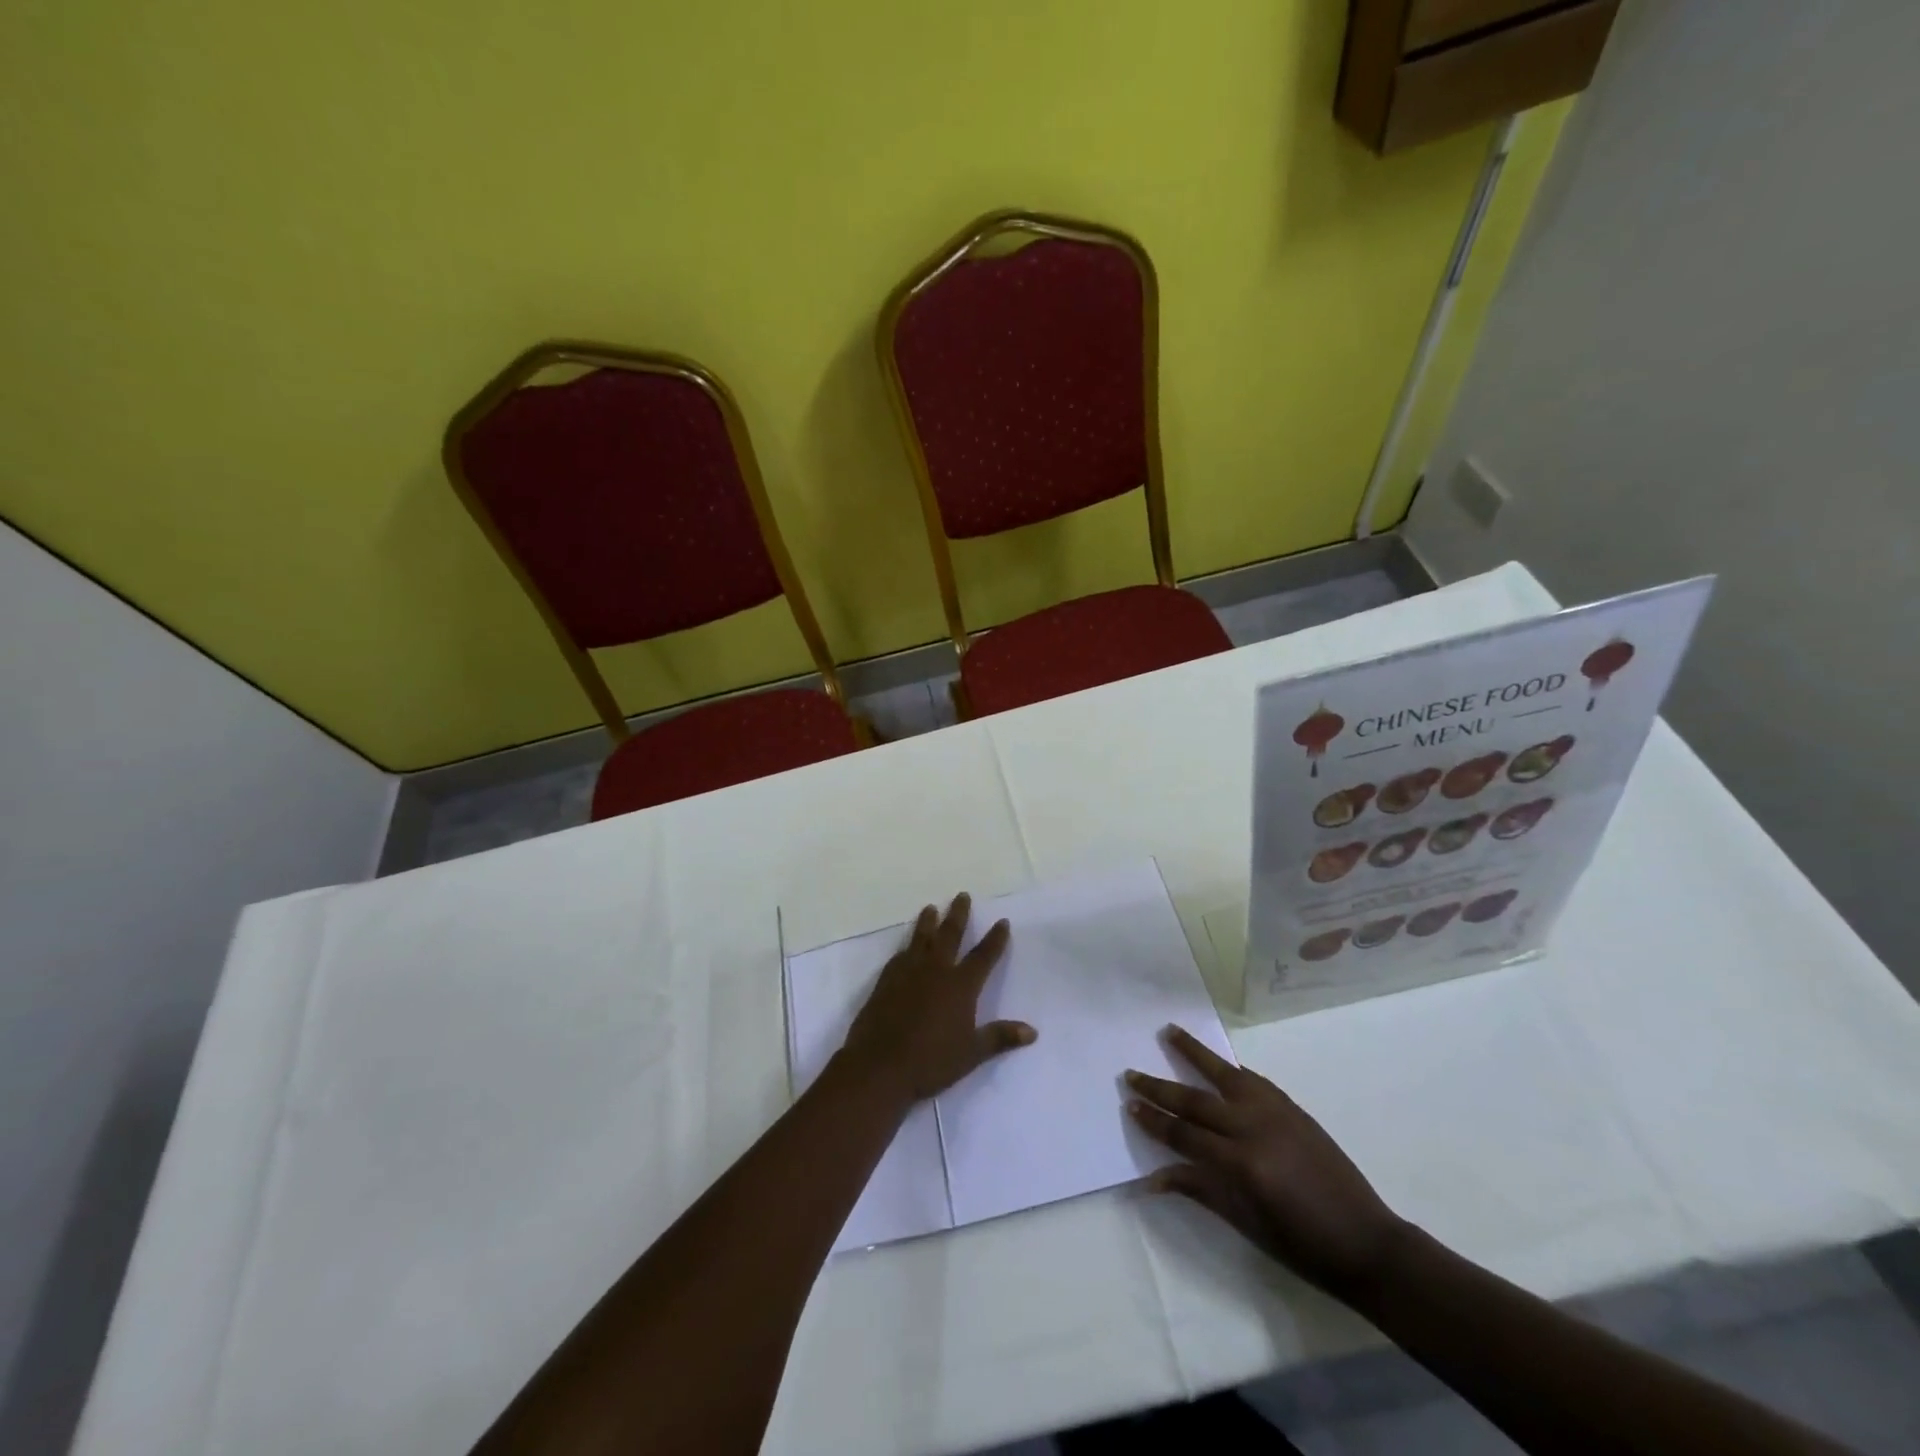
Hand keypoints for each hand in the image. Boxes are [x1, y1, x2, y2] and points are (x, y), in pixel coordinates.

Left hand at [840, 893, 1036, 1101]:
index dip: (995, 939)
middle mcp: (935, 970)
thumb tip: (1032, 1032)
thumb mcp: (971, 1053)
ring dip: (928, 921)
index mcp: (960, 985)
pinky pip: (899, 956)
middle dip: (958, 914)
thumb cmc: (931, 1061)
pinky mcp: (886, 980)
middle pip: (949, 934)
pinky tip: (906, 947)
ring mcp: (908, 972)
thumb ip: (1000, 1037)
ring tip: (931, 907)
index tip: (1002, 921)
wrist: (879, 1066)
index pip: (983, 956)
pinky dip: (906, 947)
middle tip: (962, 895)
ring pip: (921, 938)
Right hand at [1127, 1026, 1405, 1300]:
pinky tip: (1217, 1062)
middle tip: (1131, 1072)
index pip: (1185, 1135)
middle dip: (1160, 1087)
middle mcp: (1254, 1128)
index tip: (1129, 1104)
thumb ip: (1200, 1189)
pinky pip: (1253, 1080)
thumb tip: (1153, 1177)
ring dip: (1194, 1052)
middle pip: (1196, 1101)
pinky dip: (1230, 1069)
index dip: (1154, 1121)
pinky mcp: (1292, 1107)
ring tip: (1169, 1031)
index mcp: (1242, 1163)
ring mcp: (1276, 1112)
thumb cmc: (1303, 1246)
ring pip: (1224, 1074)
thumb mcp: (1246, 1223)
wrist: (1367, 1242)